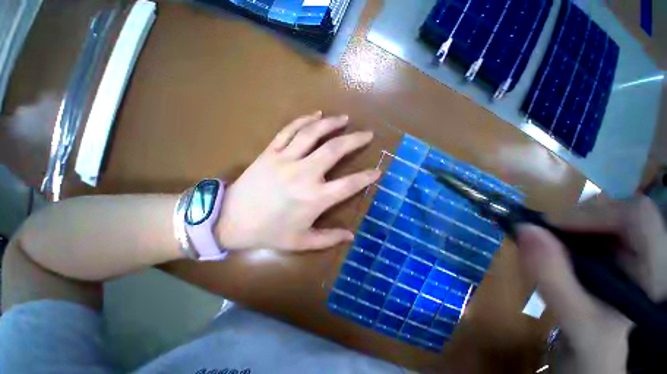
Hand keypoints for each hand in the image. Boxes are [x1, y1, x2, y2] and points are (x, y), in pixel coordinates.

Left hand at [215, 112, 380, 250]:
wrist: (230, 220)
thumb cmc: (268, 232)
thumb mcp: (301, 242)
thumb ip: (328, 238)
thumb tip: (351, 235)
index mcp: (315, 198)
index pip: (349, 184)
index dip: (366, 177)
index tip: (378, 170)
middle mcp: (304, 174)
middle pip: (334, 150)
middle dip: (354, 140)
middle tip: (367, 133)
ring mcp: (286, 160)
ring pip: (313, 134)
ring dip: (332, 124)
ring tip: (345, 119)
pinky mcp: (270, 152)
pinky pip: (289, 130)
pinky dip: (304, 120)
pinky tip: (316, 115)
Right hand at [516, 197, 666, 373]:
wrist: (593, 357)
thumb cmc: (592, 349)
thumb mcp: (576, 324)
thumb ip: (554, 281)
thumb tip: (523, 228)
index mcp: (655, 274)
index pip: (637, 217)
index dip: (592, 214)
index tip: (548, 228)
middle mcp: (648, 254)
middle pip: (615, 210)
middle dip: (573, 220)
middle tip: (540, 237)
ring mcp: (630, 251)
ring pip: (600, 215)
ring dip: (565, 226)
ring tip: (544, 245)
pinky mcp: (612, 252)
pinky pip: (589, 226)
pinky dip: (563, 231)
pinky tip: (551, 247)